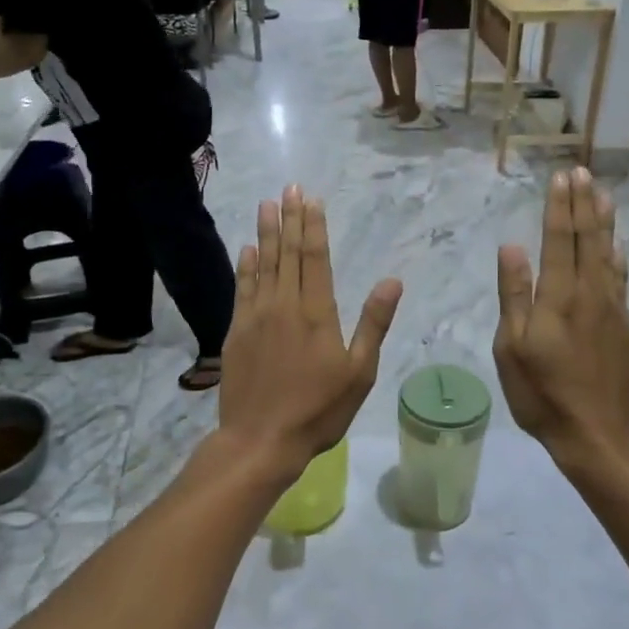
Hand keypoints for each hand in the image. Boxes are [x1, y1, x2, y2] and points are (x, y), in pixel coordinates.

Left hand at [220, 187, 401, 480]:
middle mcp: (284, 305)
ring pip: (263, 265)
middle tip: (289, 188)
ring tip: (266, 205)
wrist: (261, 440)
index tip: (311, 199)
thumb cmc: (318, 410)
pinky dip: (246, 266)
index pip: (316, 258)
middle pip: (288, 253)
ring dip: (266, 233)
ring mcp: (256, 317)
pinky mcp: (237, 332)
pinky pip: (242, 289)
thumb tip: (392, 281)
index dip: (314, 227)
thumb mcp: (359, 373)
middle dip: (290, 219)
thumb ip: (373, 324)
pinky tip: (247, 250)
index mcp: (317, 313)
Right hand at [494, 169, 628, 462]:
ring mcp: (614, 310)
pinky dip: (619, 256)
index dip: (559, 207)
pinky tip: (619, 246)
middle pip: (588, 239)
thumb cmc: (544, 395)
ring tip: (604, 194)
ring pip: (610, 255)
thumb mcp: (513, 348)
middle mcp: (591, 294)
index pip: (560, 240)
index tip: (561, 177)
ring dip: (605, 222)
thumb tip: (513, 248)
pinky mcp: (626, 328)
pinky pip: (622, 279)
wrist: (600, 436)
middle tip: (583, 172)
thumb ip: (515, 295)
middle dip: (583, 204)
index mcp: (559, 297)